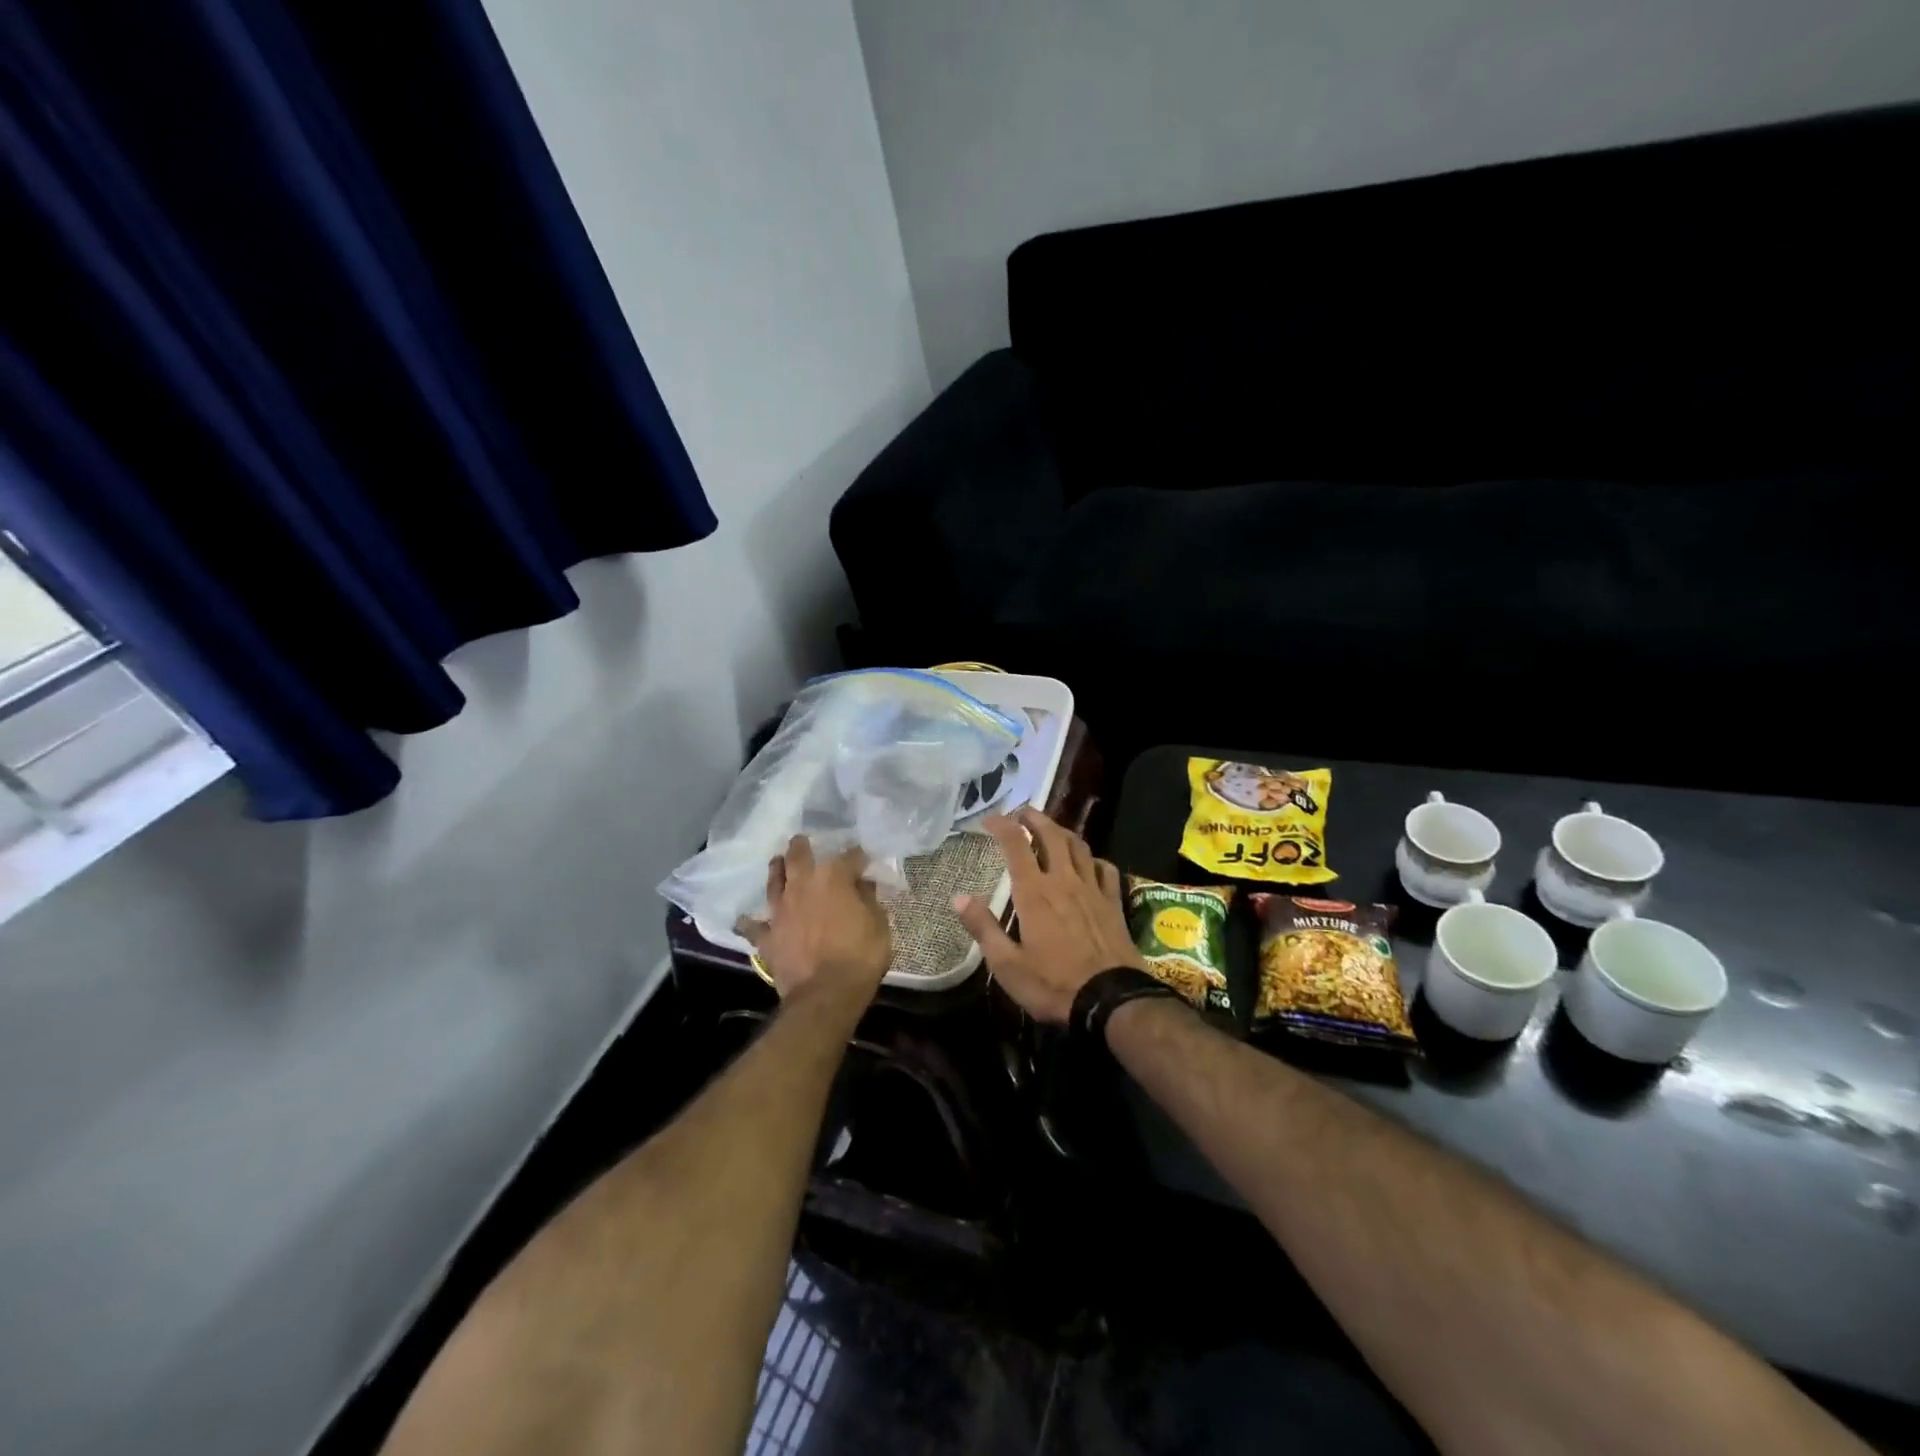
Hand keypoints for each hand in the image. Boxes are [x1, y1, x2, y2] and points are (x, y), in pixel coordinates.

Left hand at [736, 837, 890, 1004]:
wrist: (825, 994)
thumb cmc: (860, 956)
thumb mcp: (879, 924)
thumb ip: (869, 900)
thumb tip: (863, 885)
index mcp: (833, 877)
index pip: (850, 856)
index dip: (858, 857)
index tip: (864, 860)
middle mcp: (802, 885)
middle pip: (798, 855)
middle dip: (802, 846)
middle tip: (802, 840)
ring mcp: (781, 909)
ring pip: (774, 880)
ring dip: (776, 869)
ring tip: (778, 862)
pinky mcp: (768, 936)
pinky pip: (754, 926)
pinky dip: (750, 922)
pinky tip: (744, 919)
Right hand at [953, 808, 1144, 1023]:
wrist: (1111, 999)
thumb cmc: (1053, 984)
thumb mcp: (1007, 965)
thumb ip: (984, 928)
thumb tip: (959, 898)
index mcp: (1034, 893)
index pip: (1016, 845)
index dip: (1002, 825)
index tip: (989, 819)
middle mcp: (1064, 881)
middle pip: (1051, 835)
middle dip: (1035, 818)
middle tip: (1022, 812)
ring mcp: (1092, 889)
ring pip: (1079, 846)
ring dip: (1062, 831)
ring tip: (1051, 829)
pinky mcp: (1113, 902)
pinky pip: (1105, 869)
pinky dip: (1093, 859)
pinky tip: (1089, 863)